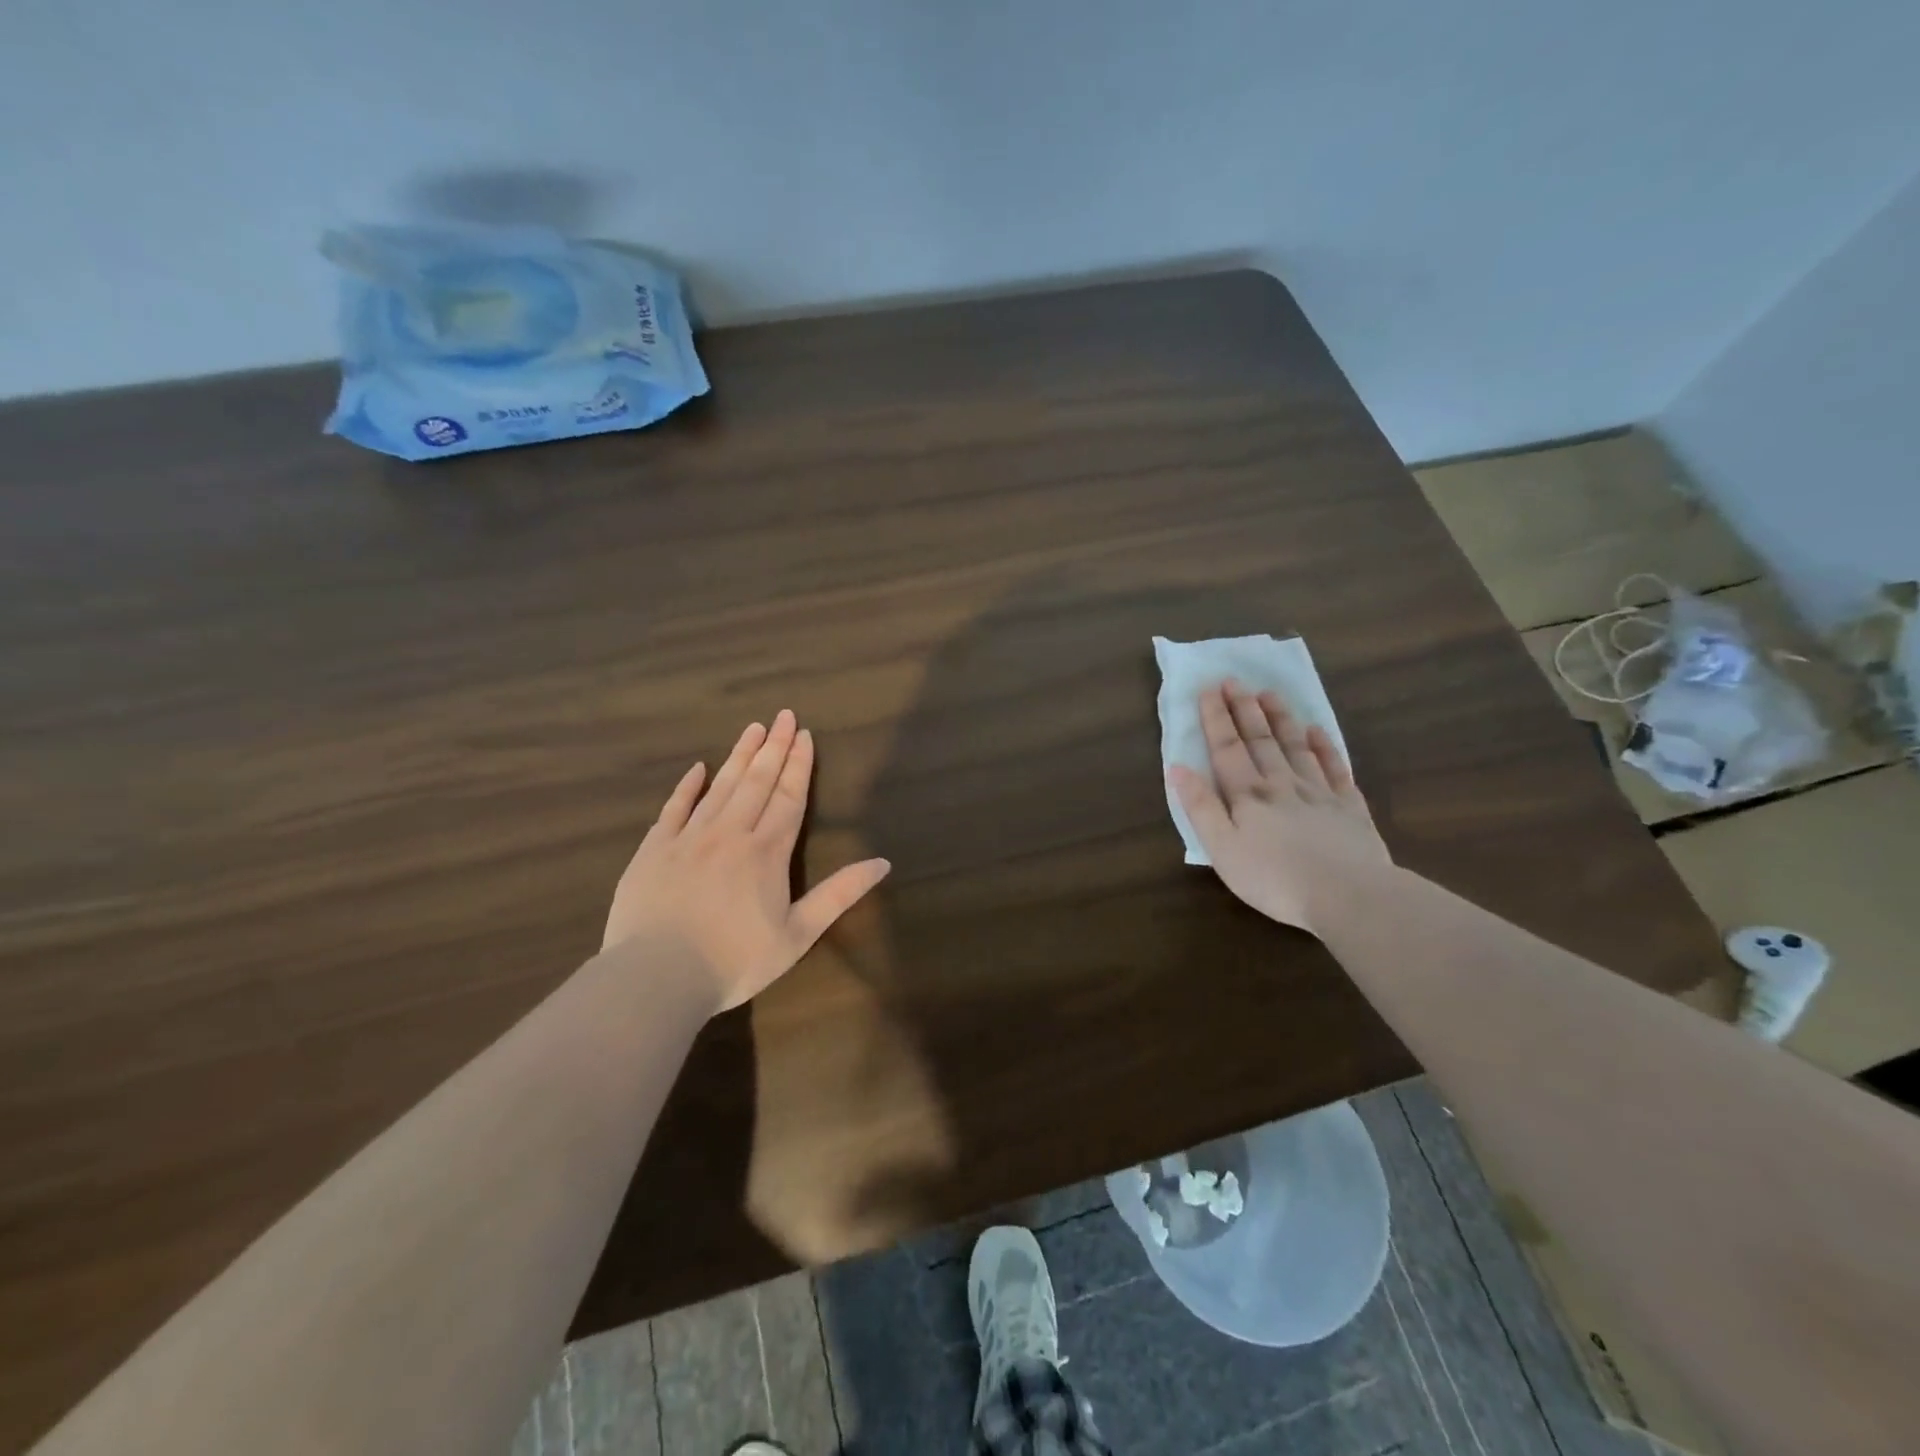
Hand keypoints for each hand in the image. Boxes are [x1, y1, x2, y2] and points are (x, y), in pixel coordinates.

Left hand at [605, 710, 890, 1011]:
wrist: (657, 976)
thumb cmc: (735, 961)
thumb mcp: (798, 934)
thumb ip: (839, 894)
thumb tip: (882, 863)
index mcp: (767, 852)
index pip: (789, 797)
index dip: (799, 765)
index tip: (805, 735)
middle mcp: (731, 833)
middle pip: (757, 782)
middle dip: (774, 748)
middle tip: (783, 715)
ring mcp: (689, 837)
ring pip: (720, 786)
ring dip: (739, 756)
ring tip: (753, 728)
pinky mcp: (655, 849)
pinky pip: (674, 807)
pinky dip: (687, 786)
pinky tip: (697, 768)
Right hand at [1169, 679, 1388, 932]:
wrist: (1348, 895)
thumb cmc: (1273, 878)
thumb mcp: (1222, 849)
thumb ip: (1200, 807)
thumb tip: (1177, 767)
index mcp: (1247, 794)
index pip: (1227, 748)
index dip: (1216, 718)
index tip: (1209, 688)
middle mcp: (1281, 784)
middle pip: (1261, 740)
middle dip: (1245, 708)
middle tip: (1235, 680)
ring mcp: (1319, 792)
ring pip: (1296, 746)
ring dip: (1281, 719)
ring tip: (1270, 694)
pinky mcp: (1349, 807)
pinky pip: (1335, 768)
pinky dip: (1325, 747)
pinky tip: (1318, 731)